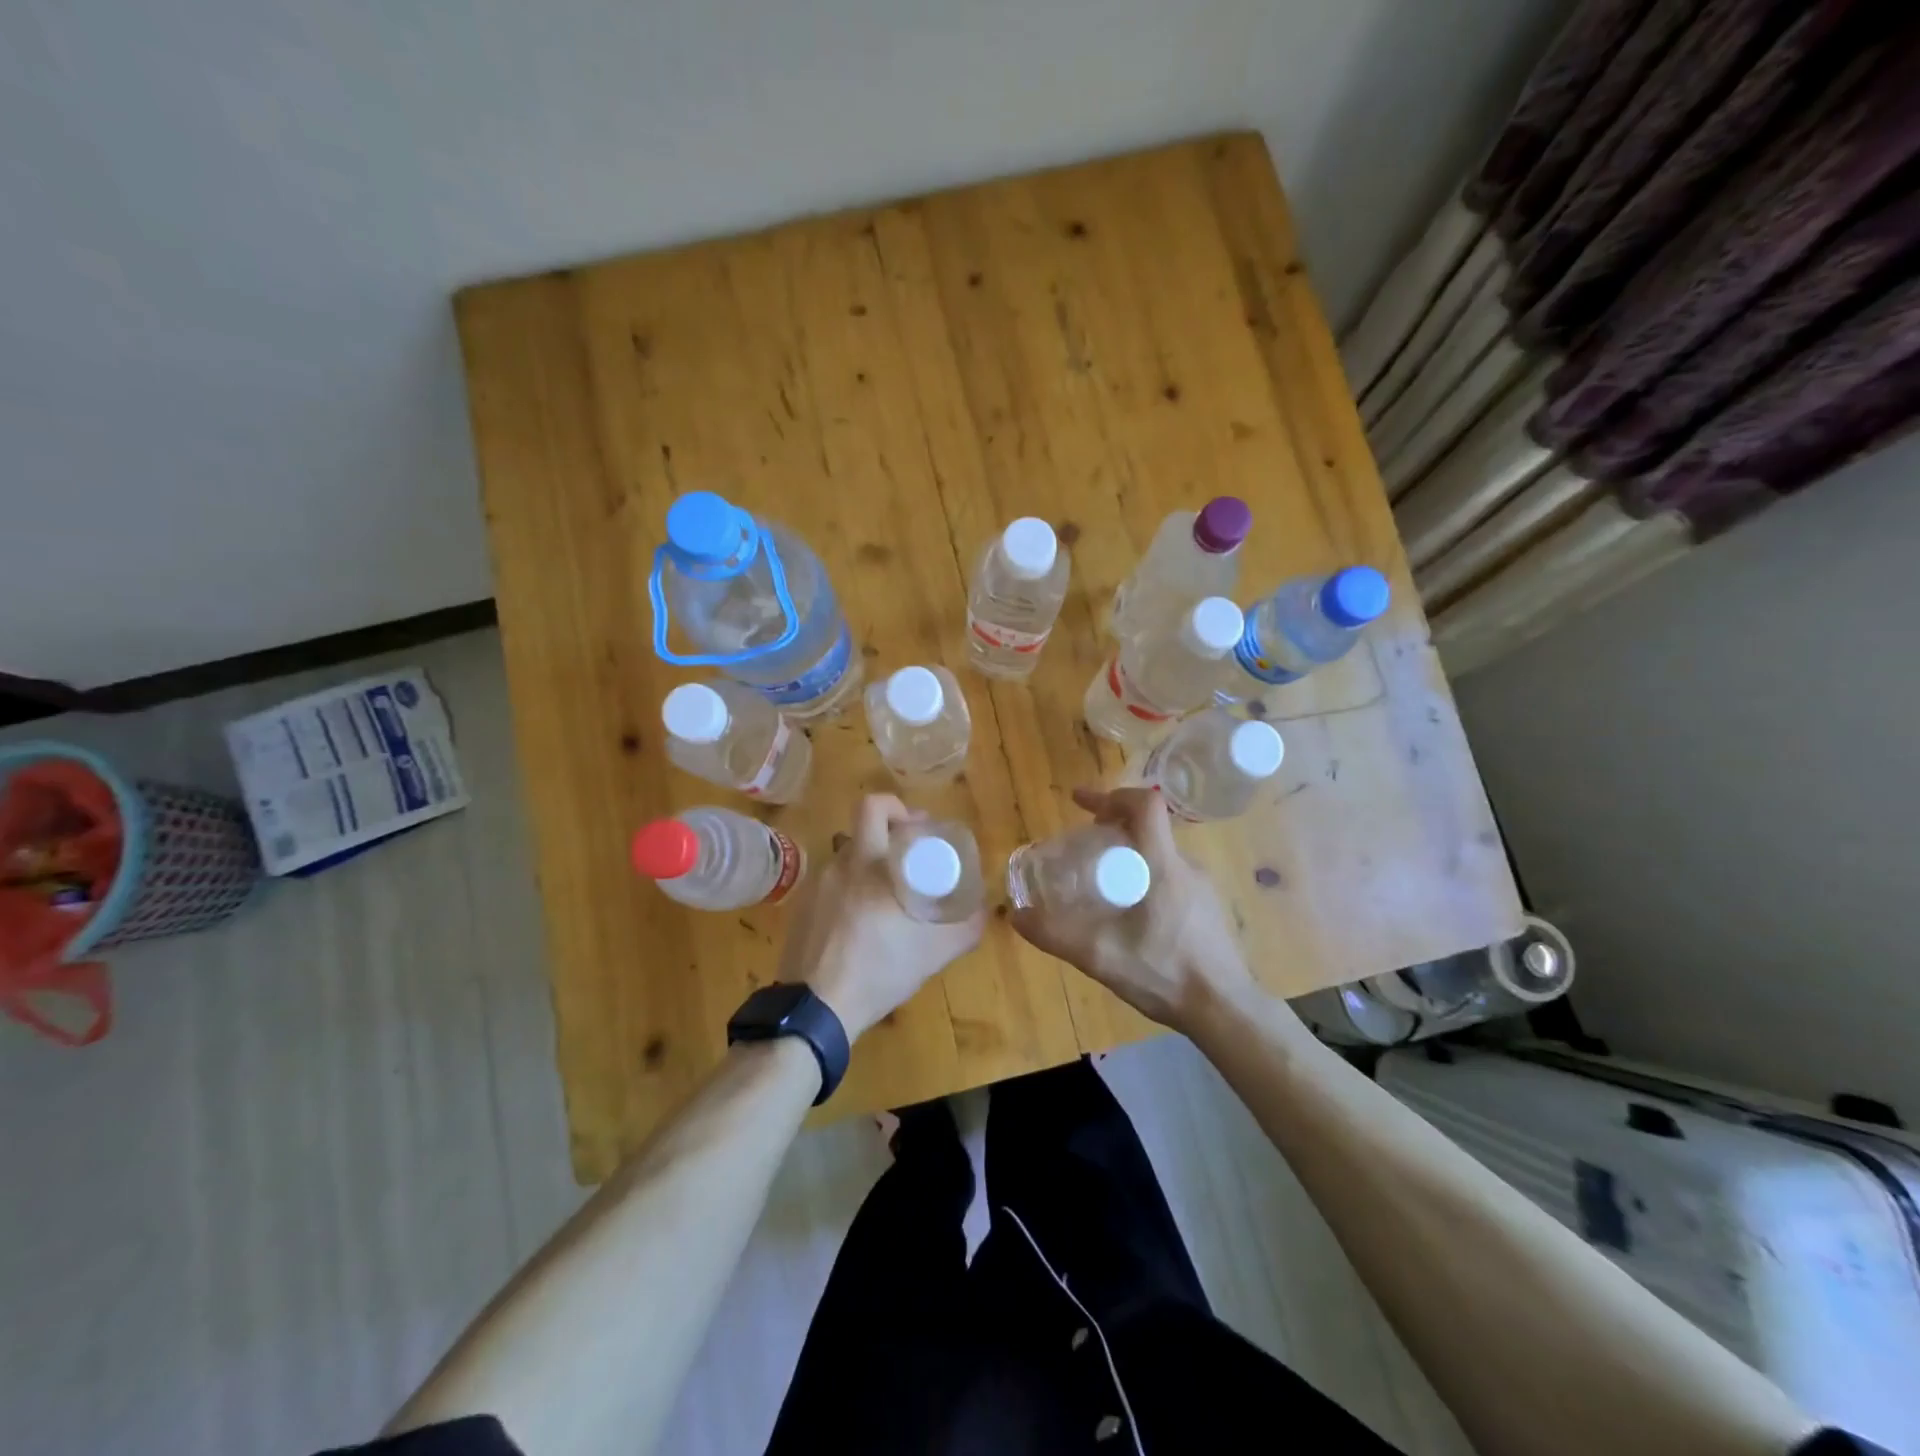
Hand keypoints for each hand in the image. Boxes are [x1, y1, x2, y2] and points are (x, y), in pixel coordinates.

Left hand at [777, 794, 984, 1039]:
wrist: (815, 1009)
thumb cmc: (878, 969)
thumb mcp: (933, 952)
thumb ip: (965, 927)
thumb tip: (984, 910)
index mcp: (867, 863)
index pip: (874, 807)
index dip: (897, 808)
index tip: (917, 829)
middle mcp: (837, 865)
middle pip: (860, 830)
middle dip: (886, 836)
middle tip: (908, 858)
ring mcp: (813, 888)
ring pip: (845, 860)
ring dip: (868, 868)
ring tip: (887, 898)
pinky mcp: (799, 911)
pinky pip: (830, 887)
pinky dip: (848, 893)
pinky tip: (860, 924)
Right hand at [1011, 786, 1255, 1033]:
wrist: (1226, 1011)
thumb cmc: (1165, 973)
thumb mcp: (1100, 956)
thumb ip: (1056, 934)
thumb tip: (1016, 915)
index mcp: (1163, 865)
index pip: (1145, 805)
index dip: (1111, 796)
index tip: (1081, 804)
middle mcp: (1186, 867)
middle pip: (1148, 829)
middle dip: (1112, 828)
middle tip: (1083, 848)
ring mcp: (1203, 889)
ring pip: (1160, 855)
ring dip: (1129, 856)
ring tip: (1102, 884)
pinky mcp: (1209, 909)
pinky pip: (1172, 878)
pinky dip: (1146, 878)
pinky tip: (1131, 916)